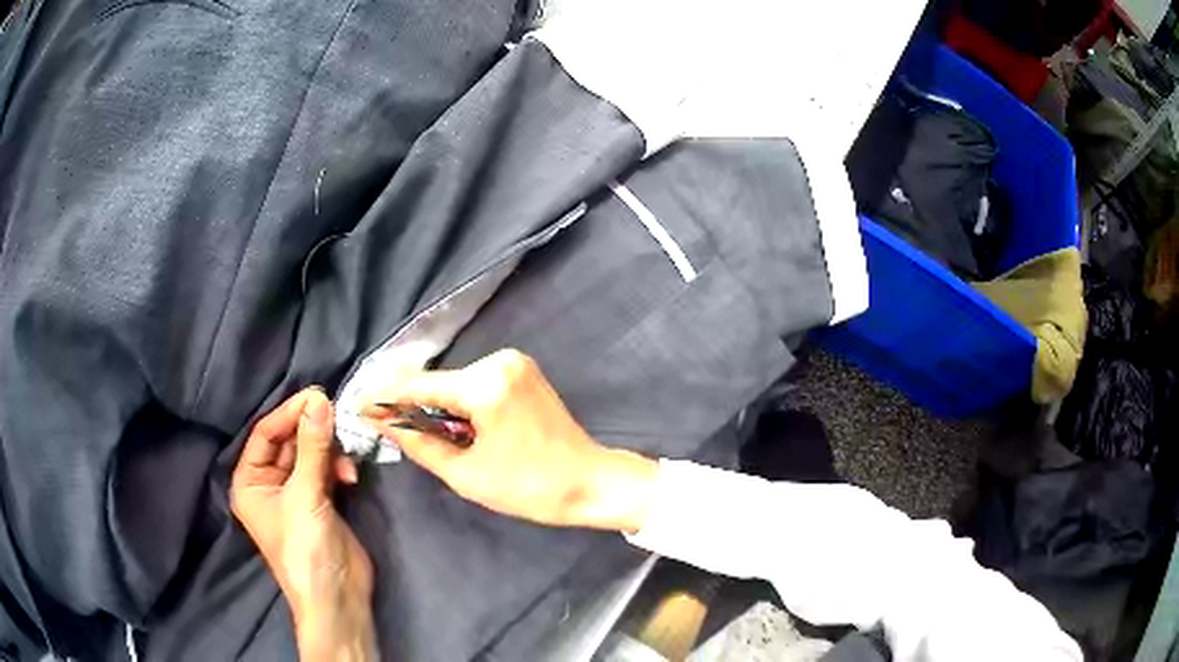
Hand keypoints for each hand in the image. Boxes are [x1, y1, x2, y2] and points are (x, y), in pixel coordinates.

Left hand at [231, 388, 376, 661]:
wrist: (337, 599)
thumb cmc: (305, 550)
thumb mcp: (305, 496)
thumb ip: (312, 447)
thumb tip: (320, 399)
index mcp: (250, 482)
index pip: (265, 434)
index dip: (289, 413)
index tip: (318, 395)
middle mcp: (268, 484)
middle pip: (288, 441)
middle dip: (312, 429)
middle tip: (337, 413)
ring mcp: (296, 493)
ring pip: (310, 454)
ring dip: (329, 449)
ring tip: (346, 455)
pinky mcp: (320, 502)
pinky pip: (326, 470)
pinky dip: (338, 466)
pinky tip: (351, 474)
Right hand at [362, 349, 658, 532]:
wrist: (590, 483)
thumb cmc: (530, 488)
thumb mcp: (466, 473)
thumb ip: (418, 443)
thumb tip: (383, 422)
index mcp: (485, 385)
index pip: (420, 386)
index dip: (386, 398)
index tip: (359, 406)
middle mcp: (499, 361)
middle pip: (438, 382)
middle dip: (411, 404)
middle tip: (386, 427)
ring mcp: (514, 362)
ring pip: (455, 383)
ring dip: (436, 405)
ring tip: (420, 434)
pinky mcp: (522, 371)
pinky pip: (476, 384)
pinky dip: (459, 403)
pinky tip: (453, 426)